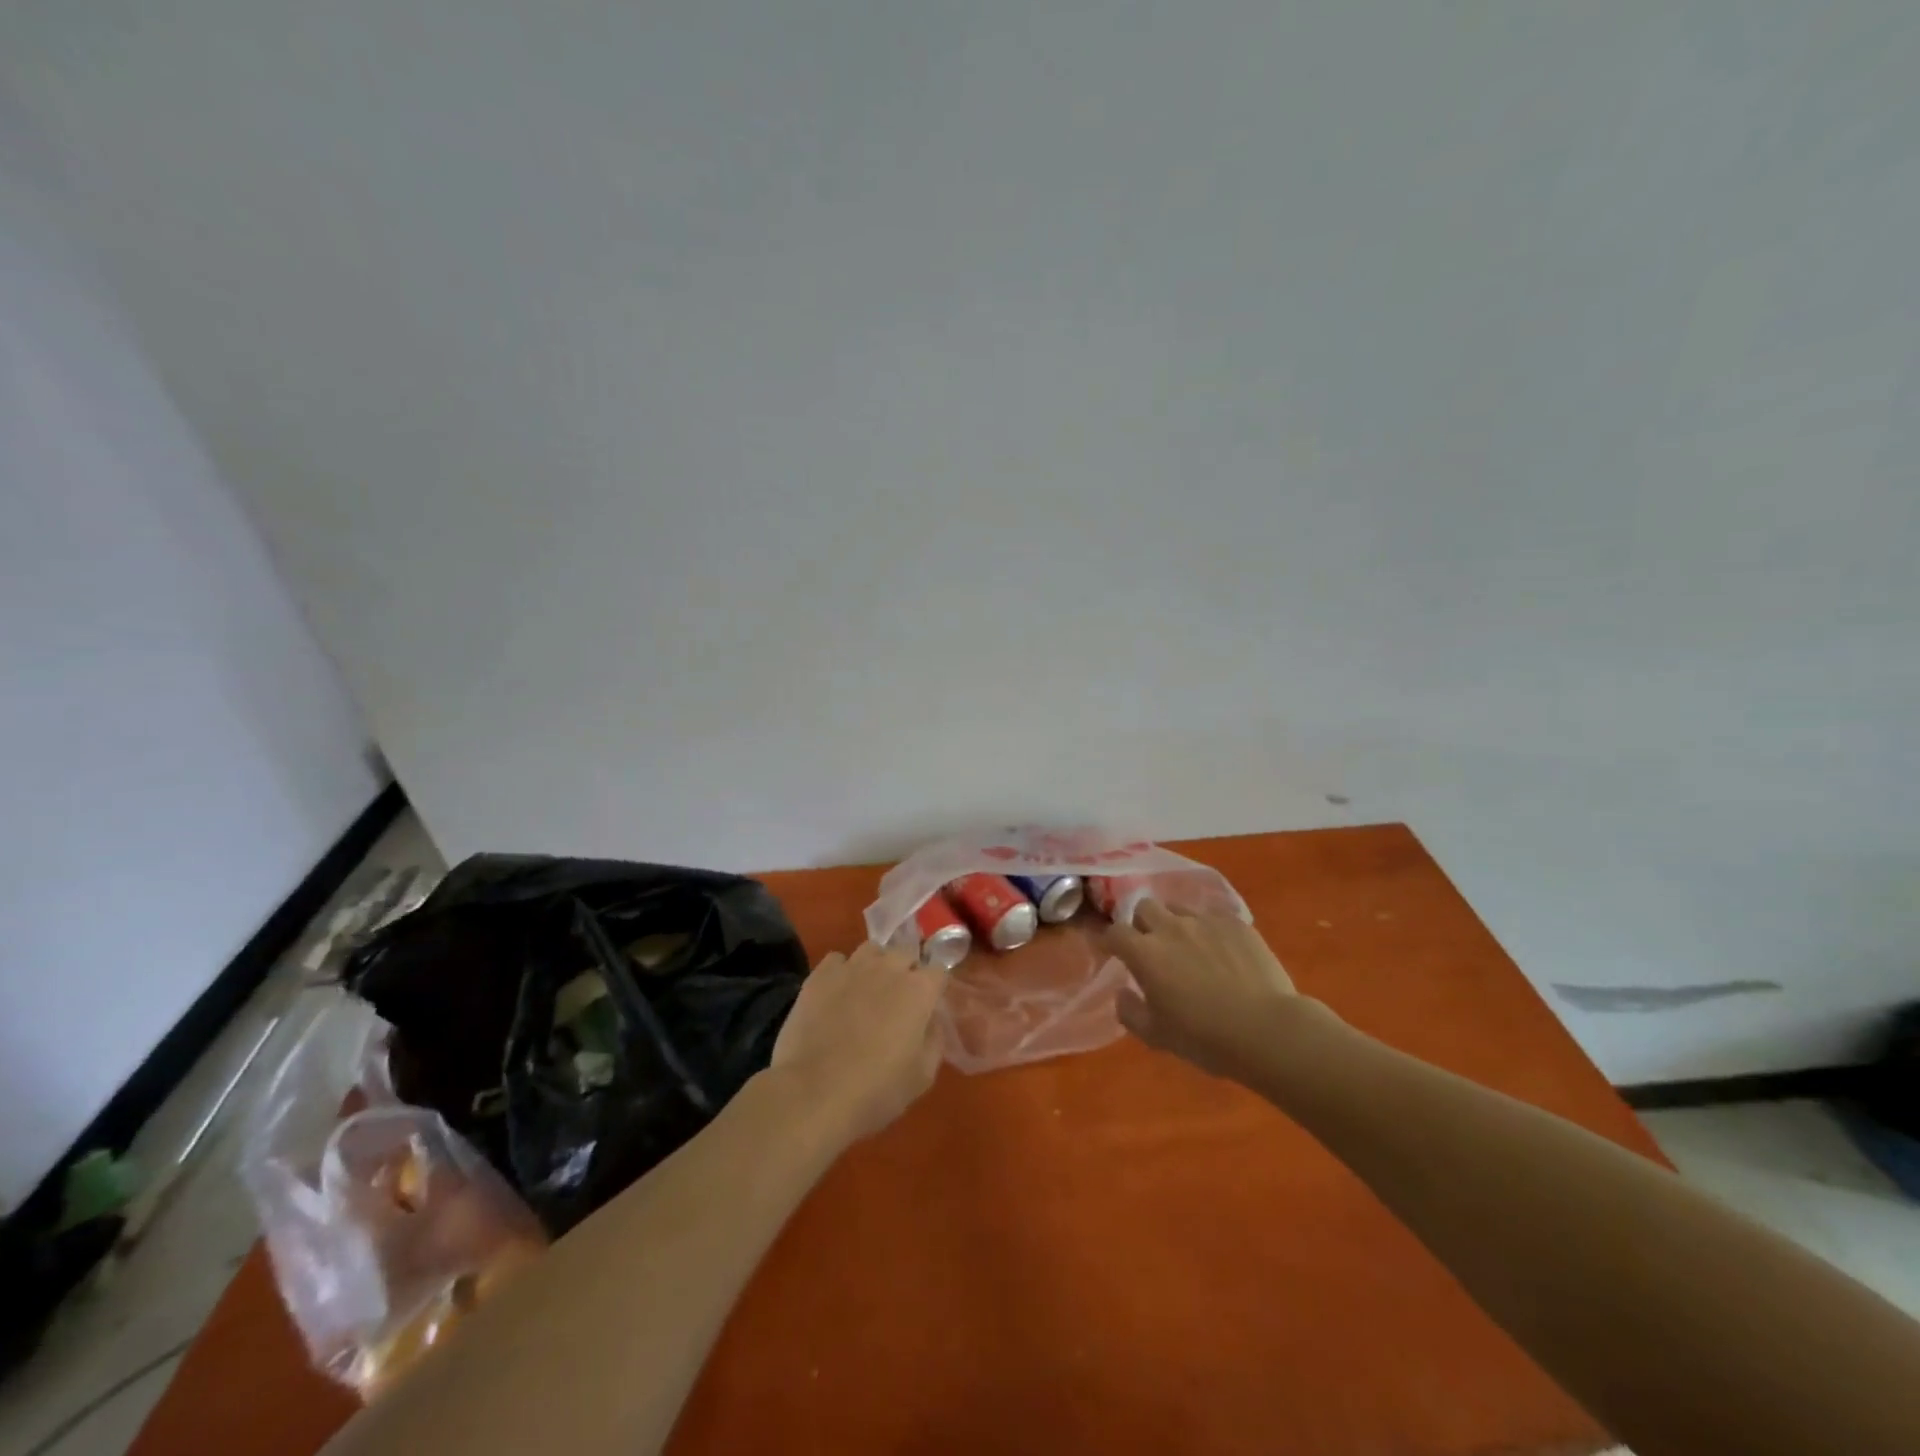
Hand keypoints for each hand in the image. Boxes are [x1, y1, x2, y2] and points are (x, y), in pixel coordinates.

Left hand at [770, 941, 945, 1143]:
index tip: (929, 1005)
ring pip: (872, 950)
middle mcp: (889, 968)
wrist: (813, 1095)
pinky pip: (837, 960)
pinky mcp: (820, 975)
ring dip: (875, 965)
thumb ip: (934, 1040)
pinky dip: (841, 971)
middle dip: (907, 971)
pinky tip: (836, 994)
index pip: (938, 970)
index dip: (934, 987)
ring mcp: (852, 967)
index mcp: (919, 990)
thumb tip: (931, 1021)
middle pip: (905, 953)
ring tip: (867, 991)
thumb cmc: (876, 1091)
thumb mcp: (922, 1077)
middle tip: (898, 1001)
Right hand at [1105, 901, 1312, 1081]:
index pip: (1114, 932)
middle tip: (1152, 946)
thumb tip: (1123, 993)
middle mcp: (1170, 927)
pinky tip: (1222, 952)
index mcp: (1145, 953)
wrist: (1267, 1030)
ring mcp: (1205, 921)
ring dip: (1175, 922)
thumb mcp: (1157, 1037)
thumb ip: (1130, 1012)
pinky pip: (1214, 917)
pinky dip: (1209, 930)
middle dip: (1142, 923)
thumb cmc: (1205, 1038)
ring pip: (1179, 908)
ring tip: (1189, 946)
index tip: (1114, 952)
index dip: (1111, 941)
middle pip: (1144, 907)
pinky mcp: (1236, 923)